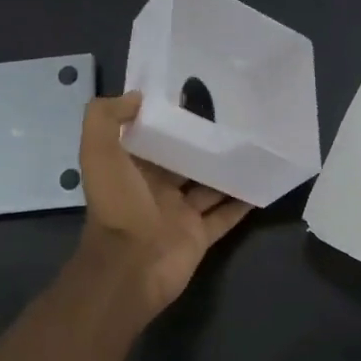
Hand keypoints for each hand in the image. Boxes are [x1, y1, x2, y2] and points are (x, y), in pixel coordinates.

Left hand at [74, 92, 252, 318]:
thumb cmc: (118, 205)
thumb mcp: (99, 152)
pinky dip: (242, 202)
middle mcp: (156, 189)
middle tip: (234, 115)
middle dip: (202, 142)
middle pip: (183, 160)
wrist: (130, 266)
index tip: (193, 94)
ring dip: (226, 169)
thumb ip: (106, 117)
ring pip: (208, 185)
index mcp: (132, 169)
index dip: (167, 118)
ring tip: (253, 143)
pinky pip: (225, 215)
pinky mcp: (200, 235)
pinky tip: (262, 181)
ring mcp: (179, 213)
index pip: (151, 138)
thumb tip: (136, 96)